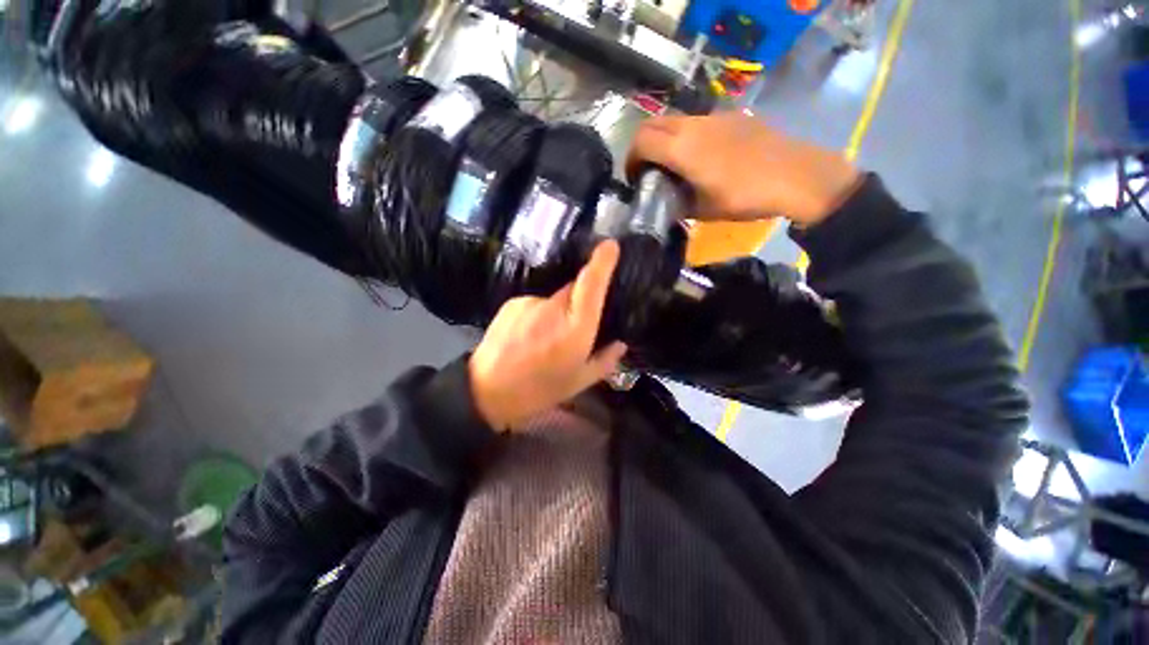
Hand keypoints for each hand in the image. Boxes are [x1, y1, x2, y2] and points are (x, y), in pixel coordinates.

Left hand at [469, 241, 628, 430]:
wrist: (486, 390)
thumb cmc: (538, 390)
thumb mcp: (578, 382)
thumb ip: (605, 360)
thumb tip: (620, 344)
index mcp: (575, 329)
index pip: (591, 286)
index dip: (602, 263)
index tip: (611, 245)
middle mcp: (553, 308)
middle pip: (574, 290)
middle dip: (580, 302)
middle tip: (573, 328)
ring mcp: (530, 302)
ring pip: (554, 298)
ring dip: (557, 312)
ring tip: (545, 338)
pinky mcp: (513, 302)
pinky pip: (536, 302)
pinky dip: (538, 314)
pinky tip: (528, 335)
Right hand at [626, 112, 861, 225]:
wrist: (796, 176)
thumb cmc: (745, 197)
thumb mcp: (703, 210)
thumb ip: (677, 202)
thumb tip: (666, 201)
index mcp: (682, 148)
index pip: (641, 141)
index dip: (630, 159)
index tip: (634, 178)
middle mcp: (693, 125)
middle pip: (652, 123)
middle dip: (642, 145)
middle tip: (647, 169)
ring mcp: (714, 116)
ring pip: (675, 120)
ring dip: (664, 139)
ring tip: (673, 164)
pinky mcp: (732, 116)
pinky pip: (698, 122)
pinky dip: (686, 136)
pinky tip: (701, 157)